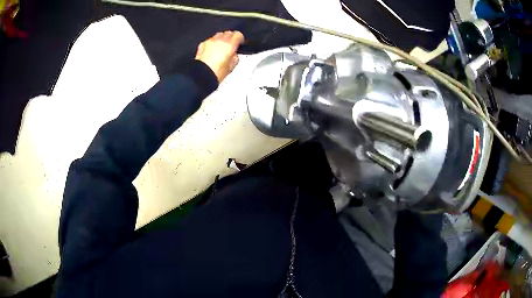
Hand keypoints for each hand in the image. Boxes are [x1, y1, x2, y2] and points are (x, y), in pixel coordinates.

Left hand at [195, 31, 244, 82]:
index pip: (238, 35)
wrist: (201, 76)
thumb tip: (234, 55)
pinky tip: (212, 50)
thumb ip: (235, 57)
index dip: (240, 39)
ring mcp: (210, 41)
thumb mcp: (231, 67)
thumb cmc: (215, 73)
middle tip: (231, 45)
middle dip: (231, 37)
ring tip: (222, 47)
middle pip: (228, 33)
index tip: (240, 42)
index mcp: (229, 44)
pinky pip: (210, 40)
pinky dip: (213, 43)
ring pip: (219, 35)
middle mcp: (219, 40)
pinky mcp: (202, 44)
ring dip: (222, 39)